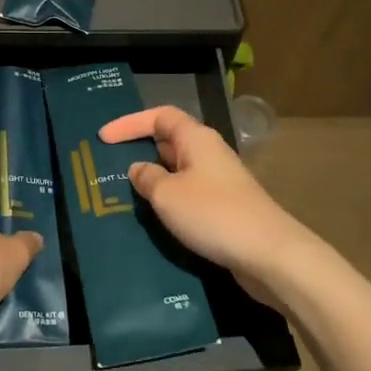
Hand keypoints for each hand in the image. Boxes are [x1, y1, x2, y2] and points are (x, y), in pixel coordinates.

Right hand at [99, 106, 323, 291]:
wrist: (268, 254)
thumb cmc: (213, 214)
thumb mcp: (167, 195)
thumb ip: (147, 178)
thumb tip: (139, 169)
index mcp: (196, 138)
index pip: (159, 116)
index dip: (129, 123)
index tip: (102, 137)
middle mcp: (209, 153)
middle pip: (169, 140)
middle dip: (140, 149)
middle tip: (110, 164)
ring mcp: (219, 181)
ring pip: (178, 170)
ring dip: (154, 178)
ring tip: (126, 192)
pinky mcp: (225, 207)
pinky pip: (188, 193)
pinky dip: (169, 199)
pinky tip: (155, 216)